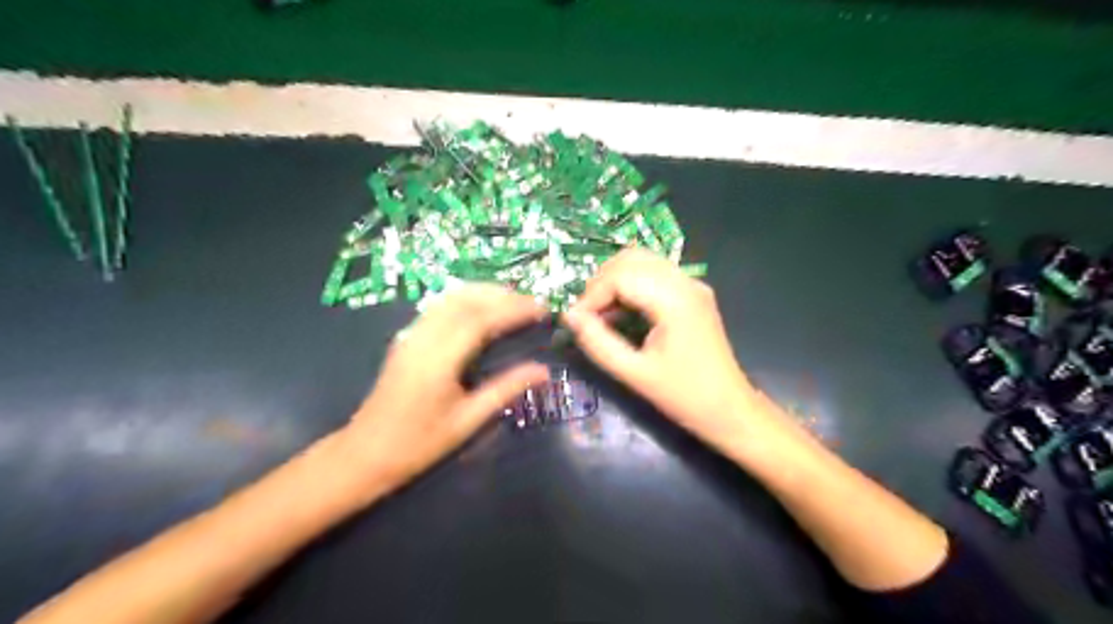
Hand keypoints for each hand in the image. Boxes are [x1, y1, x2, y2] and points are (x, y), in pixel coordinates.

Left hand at [340, 285, 546, 493]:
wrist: (364, 454)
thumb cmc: (418, 444)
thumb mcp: (467, 421)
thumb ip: (505, 389)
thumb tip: (542, 371)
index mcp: (438, 360)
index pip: (481, 319)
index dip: (513, 309)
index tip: (542, 309)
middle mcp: (422, 338)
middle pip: (464, 300)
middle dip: (501, 295)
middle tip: (533, 301)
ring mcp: (411, 336)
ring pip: (449, 298)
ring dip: (483, 293)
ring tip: (513, 299)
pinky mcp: (406, 339)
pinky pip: (438, 307)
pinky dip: (465, 299)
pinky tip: (481, 308)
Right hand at [568, 251, 771, 450]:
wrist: (730, 410)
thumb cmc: (684, 396)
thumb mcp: (634, 373)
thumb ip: (598, 342)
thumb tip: (568, 316)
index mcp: (674, 300)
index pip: (621, 276)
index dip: (592, 295)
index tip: (577, 321)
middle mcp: (685, 282)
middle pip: (631, 258)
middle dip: (602, 282)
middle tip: (587, 315)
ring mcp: (692, 285)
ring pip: (643, 261)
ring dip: (615, 280)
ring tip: (602, 313)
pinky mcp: (693, 293)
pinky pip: (655, 274)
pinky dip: (632, 284)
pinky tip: (623, 311)